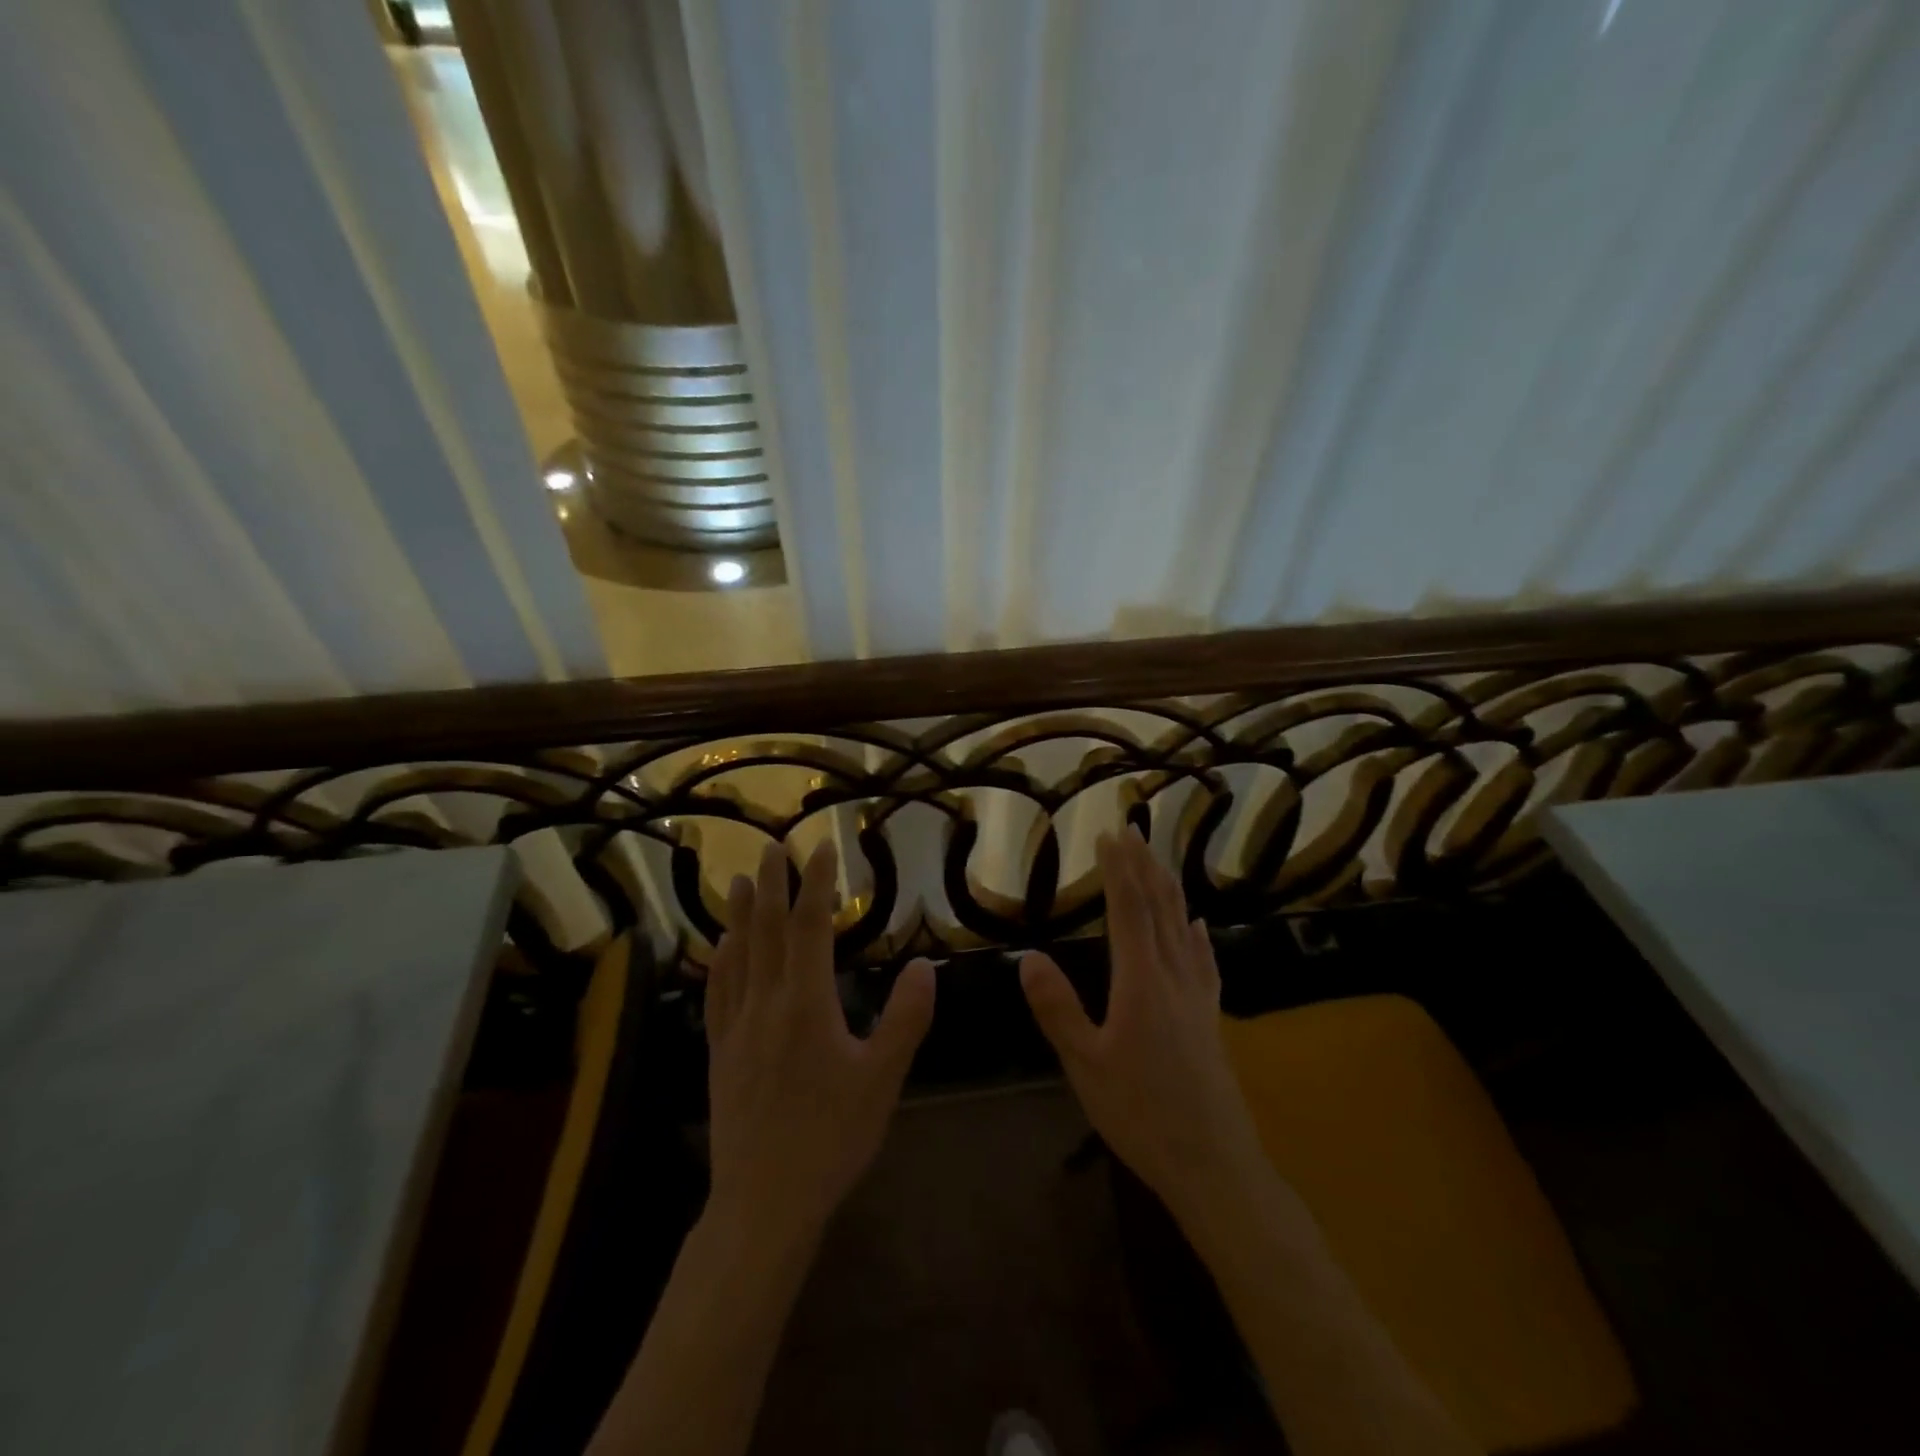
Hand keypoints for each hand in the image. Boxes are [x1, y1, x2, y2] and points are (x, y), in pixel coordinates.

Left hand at [704, 840, 936, 1245]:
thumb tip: (926, 965)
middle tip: (772, 848)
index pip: (809, 927)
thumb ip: (905, 1018)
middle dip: (772, 886)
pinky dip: (718, 961)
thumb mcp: (882, 1079)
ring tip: (741, 881)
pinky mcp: (718, 1052)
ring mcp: (736, 1027)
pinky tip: (718, 947)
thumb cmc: (832, 1137)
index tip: (821, 850)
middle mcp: (765, 1003)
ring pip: (735, 956)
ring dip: (740, 914)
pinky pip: (716, 993)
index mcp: (806, 1004)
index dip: (815, 885)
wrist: (764, 1199)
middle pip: (766, 931)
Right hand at [1020, 827, 1268, 1219]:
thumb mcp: (1085, 1065)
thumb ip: (1058, 1009)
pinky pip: (1205, 960)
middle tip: (1133, 829)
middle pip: (1161, 907)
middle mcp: (1173, 976)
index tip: (1108, 834)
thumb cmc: (1141, 1114)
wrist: (1214, 1164)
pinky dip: (1197, 934)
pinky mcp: (1211, 1017)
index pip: (1129, 909)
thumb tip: (1028, 957)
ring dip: (1169, 888)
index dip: (1118, 869)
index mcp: (1141, 981)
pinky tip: (1199, 924)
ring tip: (1159, 860)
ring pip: (1183, 927)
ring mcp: (1197, 996)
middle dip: (1145, 865)